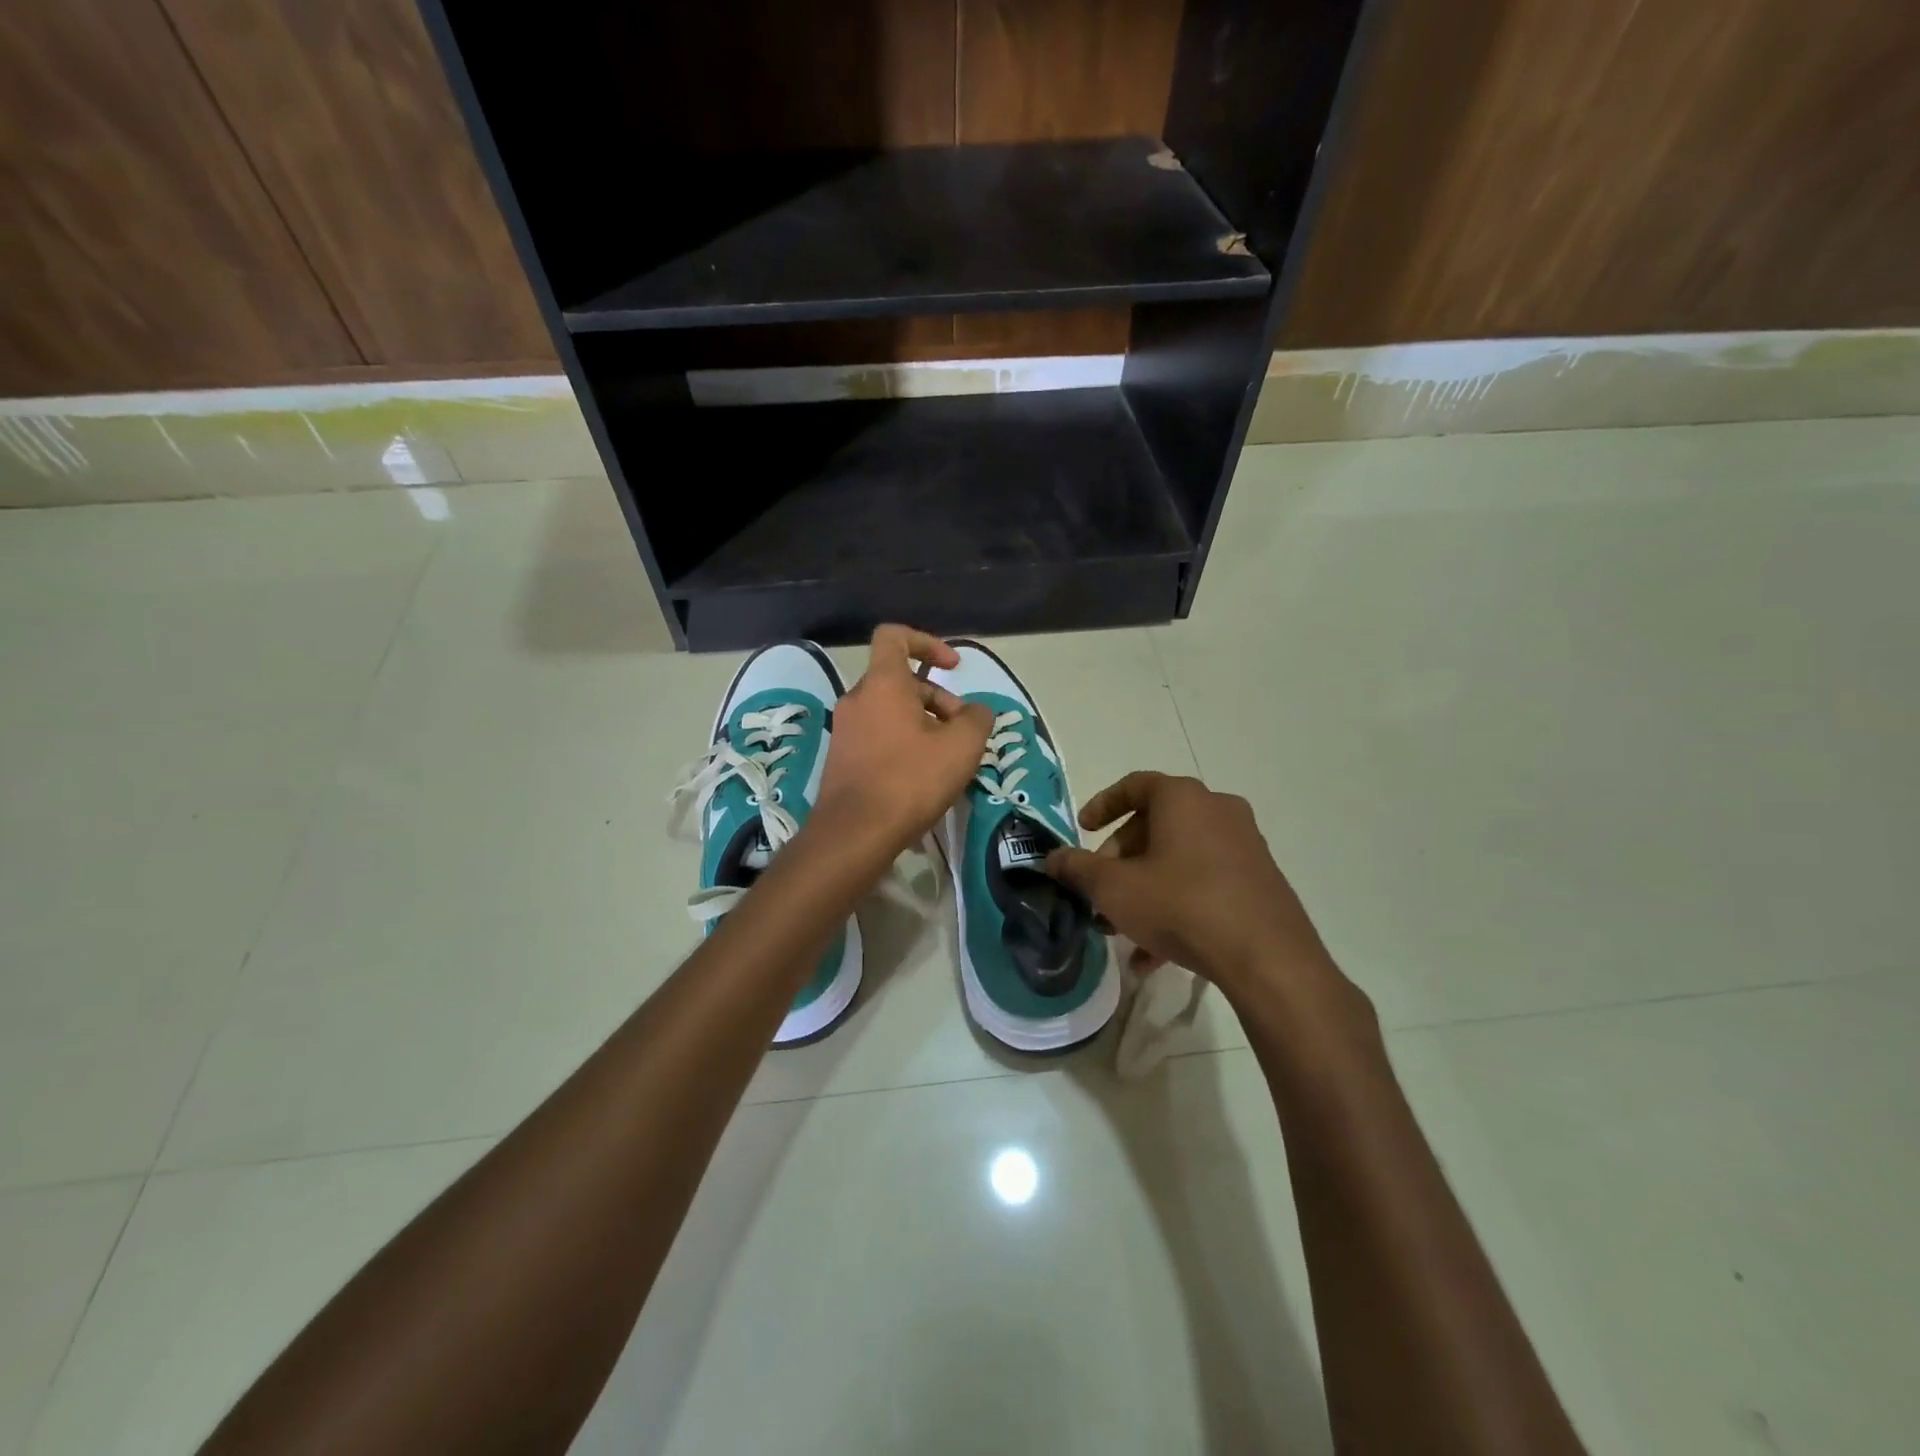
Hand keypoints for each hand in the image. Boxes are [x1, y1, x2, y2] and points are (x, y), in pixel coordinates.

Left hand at [813, 625, 993, 857]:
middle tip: (962, 733)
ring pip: (891, 711)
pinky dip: (904, 744)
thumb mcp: (961, 747)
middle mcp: (857, 698)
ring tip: (947, 760)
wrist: (854, 833)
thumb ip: (977, 719)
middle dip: (937, 700)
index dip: (927, 643)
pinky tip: (922, 778)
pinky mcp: (842, 758)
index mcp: (882, 683)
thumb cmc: (910, 780)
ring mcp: (845, 729)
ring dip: (923, 725)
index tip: (953, 668)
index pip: (894, 636)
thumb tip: (976, 711)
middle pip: (901, 681)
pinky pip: (879, 736)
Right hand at [1045, 772, 1334, 1000]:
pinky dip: (1175, 905)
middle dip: (1121, 857)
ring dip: (1145, 887)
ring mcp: (1244, 846)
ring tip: (1121, 927)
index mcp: (1183, 798)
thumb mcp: (1115, 888)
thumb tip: (1051, 858)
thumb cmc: (1181, 905)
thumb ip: (1078, 869)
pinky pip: (1204, 883)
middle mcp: (1218, 810)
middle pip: (1156, 824)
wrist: (1266, 958)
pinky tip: (1153, 955)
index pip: (1134, 785)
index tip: (1082, 830)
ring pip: (1179, 858)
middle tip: (1101, 888)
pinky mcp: (1259, 880)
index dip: (1102, 805)